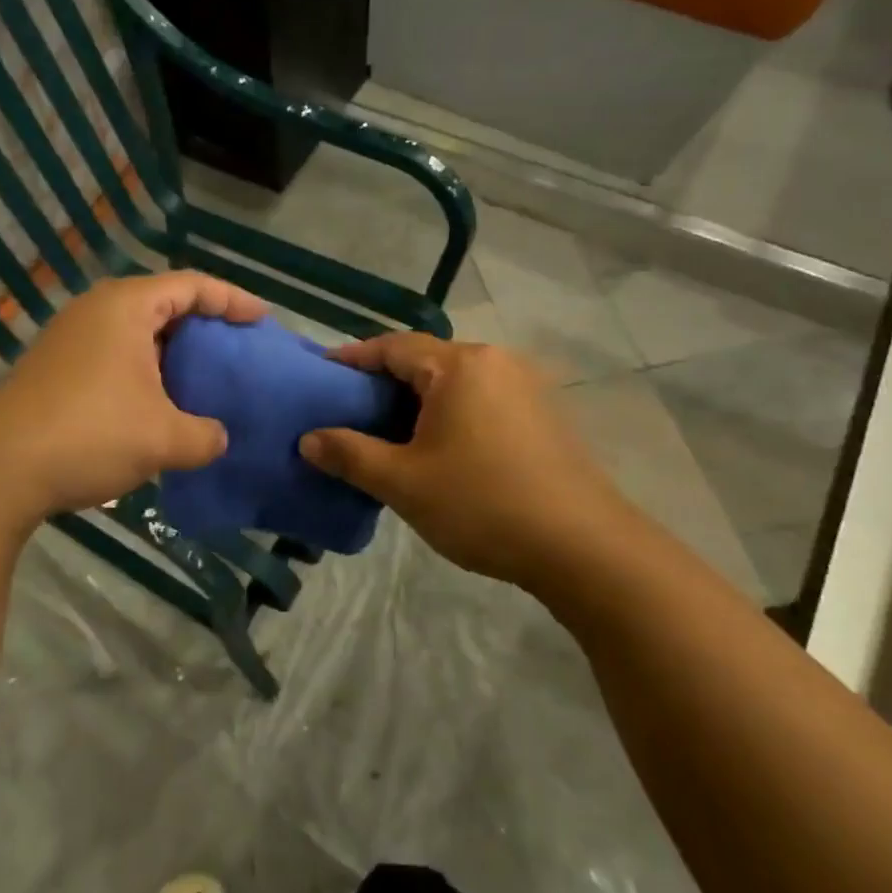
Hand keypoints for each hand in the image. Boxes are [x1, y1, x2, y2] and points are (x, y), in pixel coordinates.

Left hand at [0, 272, 264, 524]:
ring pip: (137, 333)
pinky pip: (116, 356)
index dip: (232, 299)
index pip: (191, 285)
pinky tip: (160, 405)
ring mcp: (71, 339)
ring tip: (205, 378)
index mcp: (126, 307)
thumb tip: (217, 438)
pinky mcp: (56, 369)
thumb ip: (205, 436)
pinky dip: (146, 372)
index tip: (262, 319)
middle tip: (237, 348)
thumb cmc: (90, 434)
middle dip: (204, 325)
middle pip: (163, 303)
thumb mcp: (163, 438)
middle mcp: (97, 311)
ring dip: (173, 353)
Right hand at [299, 333, 638, 590]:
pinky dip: (449, 413)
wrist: (582, 546)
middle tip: (349, 410)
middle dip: (384, 382)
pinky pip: (480, 399)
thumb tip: (309, 439)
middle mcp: (494, 362)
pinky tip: (437, 448)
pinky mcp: (542, 414)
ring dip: (418, 401)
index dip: (353, 358)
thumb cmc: (483, 504)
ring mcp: (525, 387)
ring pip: (454, 382)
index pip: (393, 346)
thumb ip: (350, 454)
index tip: (321, 375)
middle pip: (425, 360)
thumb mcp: (404, 482)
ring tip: (387, 433)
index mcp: (459, 366)